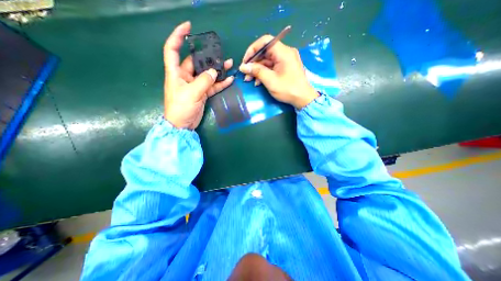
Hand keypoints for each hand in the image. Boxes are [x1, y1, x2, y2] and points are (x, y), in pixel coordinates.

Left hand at [165, 21, 235, 129]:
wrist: (183, 125)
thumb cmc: (181, 108)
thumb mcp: (192, 93)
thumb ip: (204, 81)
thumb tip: (214, 72)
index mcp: (175, 72)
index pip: (173, 49)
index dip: (178, 36)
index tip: (188, 27)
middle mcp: (185, 76)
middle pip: (196, 62)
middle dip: (208, 57)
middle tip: (221, 53)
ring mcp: (195, 85)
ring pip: (207, 75)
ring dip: (218, 70)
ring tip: (229, 64)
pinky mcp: (202, 94)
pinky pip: (212, 86)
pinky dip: (220, 83)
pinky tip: (229, 80)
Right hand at [238, 35, 316, 109]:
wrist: (303, 99)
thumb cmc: (288, 89)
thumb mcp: (270, 81)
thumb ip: (256, 71)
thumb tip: (243, 66)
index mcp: (283, 52)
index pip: (265, 42)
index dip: (253, 49)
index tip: (245, 61)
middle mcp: (285, 53)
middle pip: (265, 52)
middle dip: (254, 63)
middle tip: (246, 74)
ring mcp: (286, 60)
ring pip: (267, 61)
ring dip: (257, 70)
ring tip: (249, 80)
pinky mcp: (285, 68)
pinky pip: (272, 67)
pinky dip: (264, 73)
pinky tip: (258, 82)